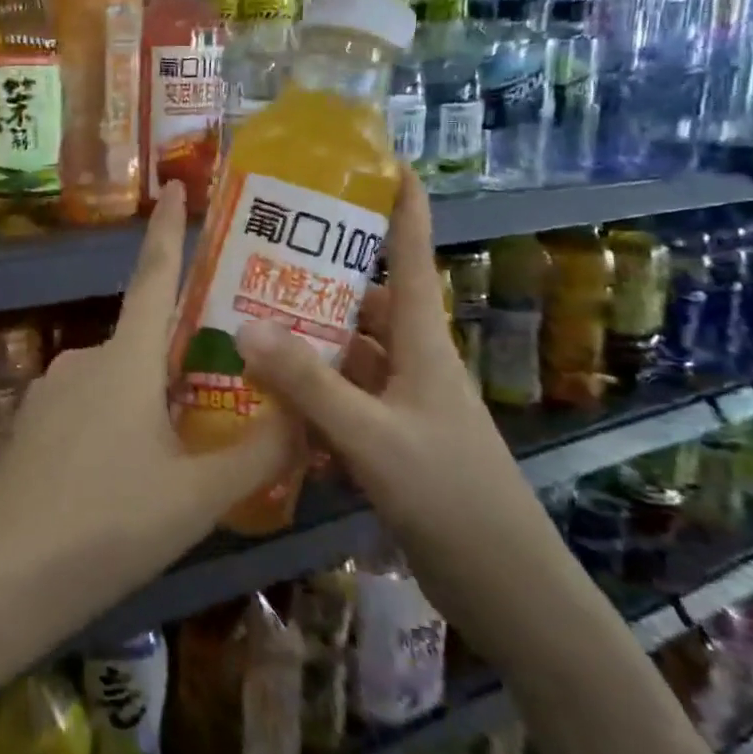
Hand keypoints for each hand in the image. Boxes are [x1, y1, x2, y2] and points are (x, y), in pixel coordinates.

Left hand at [0, 183, 296, 642]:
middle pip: (145, 342)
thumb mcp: (197, 497)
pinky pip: (87, 410)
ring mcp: (50, 391)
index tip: (173, 185)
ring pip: (117, 383)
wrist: (3, 577)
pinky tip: (125, 480)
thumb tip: (304, 412)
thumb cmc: (108, 525)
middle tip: (225, 391)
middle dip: (182, 358)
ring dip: (150, 403)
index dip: (168, 230)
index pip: (155, 277)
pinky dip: (116, 427)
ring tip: (182, 456)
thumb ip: (257, 452)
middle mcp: (84, 359)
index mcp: (124, 360)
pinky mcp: (30, 425)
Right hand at [234, 171, 575, 660]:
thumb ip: (308, 384)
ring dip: (306, 343)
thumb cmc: (451, 496)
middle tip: (260, 259)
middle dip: (319, 280)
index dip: (404, 207)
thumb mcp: (372, 437)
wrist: (508, 590)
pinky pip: (342, 402)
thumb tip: (244, 325)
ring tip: (246, 324)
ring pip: (347, 356)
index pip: (411, 257)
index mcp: (422, 344)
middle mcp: (412, 363)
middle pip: (364, 304)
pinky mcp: (390, 442)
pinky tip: (266, 400)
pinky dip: (309, 397)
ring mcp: (401, 405)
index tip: (384, 163)